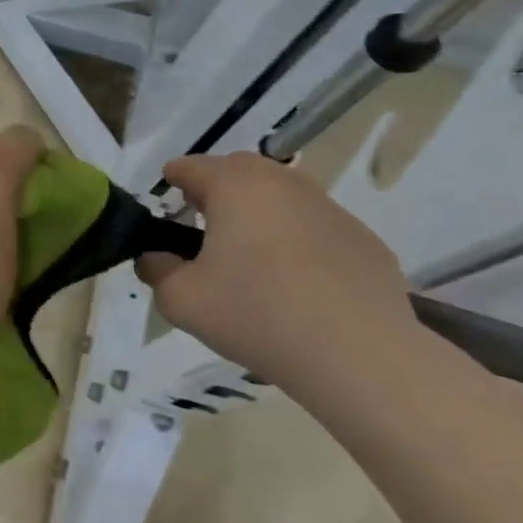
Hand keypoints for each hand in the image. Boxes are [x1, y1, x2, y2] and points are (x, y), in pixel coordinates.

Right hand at [136, 153, 418, 394]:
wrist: (359, 356)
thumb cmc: (255, 314)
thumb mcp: (180, 299)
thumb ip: (156, 270)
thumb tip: (157, 258)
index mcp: (236, 186)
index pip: (190, 166)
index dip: (171, 183)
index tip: (164, 211)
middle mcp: (284, 184)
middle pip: (239, 172)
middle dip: (216, 192)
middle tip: (202, 230)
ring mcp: (331, 210)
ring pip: (281, 197)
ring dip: (259, 215)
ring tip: (250, 259)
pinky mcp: (365, 241)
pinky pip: (316, 229)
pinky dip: (298, 243)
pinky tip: (297, 286)